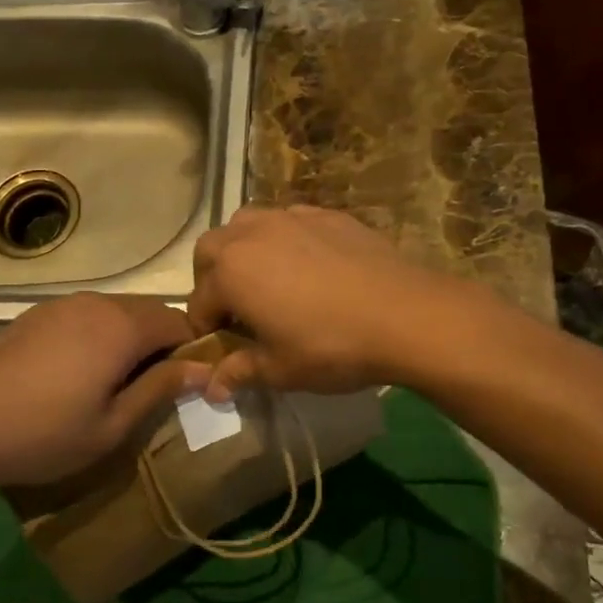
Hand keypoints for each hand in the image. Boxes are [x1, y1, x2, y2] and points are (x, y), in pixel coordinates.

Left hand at [0, 294, 209, 494]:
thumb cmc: (47, 433)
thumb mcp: (114, 424)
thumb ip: (161, 388)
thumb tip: (205, 369)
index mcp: (122, 326)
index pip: (180, 324)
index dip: (192, 352)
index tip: (188, 385)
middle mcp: (96, 303)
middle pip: (150, 312)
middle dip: (162, 343)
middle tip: (153, 388)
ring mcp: (63, 304)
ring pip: (117, 311)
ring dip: (130, 338)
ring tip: (115, 381)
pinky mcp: (36, 314)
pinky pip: (86, 315)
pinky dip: (99, 334)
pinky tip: (78, 371)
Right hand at [186, 205, 486, 399]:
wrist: (404, 314)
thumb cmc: (331, 347)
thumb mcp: (280, 370)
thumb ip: (240, 371)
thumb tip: (213, 387)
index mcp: (230, 273)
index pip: (199, 303)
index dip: (205, 330)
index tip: (222, 349)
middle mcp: (251, 234)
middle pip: (211, 250)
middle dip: (213, 278)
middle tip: (238, 309)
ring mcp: (291, 218)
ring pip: (248, 224)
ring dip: (244, 250)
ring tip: (269, 281)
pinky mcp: (327, 214)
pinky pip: (289, 221)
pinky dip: (285, 240)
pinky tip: (310, 267)